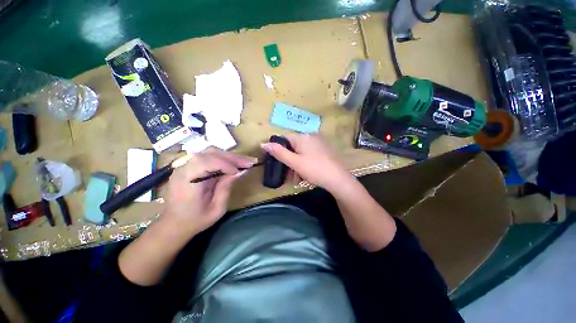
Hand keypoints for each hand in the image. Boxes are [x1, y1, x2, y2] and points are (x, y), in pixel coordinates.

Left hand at [163, 147, 256, 234]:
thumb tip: (240, 171)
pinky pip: (208, 157)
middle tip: (249, 162)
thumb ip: (226, 187)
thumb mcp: (216, 208)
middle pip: (210, 153)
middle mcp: (184, 169)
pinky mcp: (190, 167)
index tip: (238, 171)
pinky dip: (223, 159)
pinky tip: (232, 164)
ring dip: (229, 157)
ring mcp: (185, 166)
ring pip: (210, 152)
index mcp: (187, 181)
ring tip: (243, 162)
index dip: (225, 164)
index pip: (206, 162)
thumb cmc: (196, 220)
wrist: (174, 224)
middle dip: (232, 157)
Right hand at [261, 134, 353, 192]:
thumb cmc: (314, 170)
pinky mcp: (324, 150)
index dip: (278, 149)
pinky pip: (310, 155)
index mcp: (303, 137)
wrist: (338, 179)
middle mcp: (311, 136)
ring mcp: (319, 143)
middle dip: (289, 161)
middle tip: (288, 175)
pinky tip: (306, 174)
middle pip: (293, 147)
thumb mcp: (295, 162)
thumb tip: (263, 143)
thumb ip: (279, 153)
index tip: (277, 162)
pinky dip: (305, 163)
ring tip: (297, 178)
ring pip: (301, 153)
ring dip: (296, 165)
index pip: (284, 138)